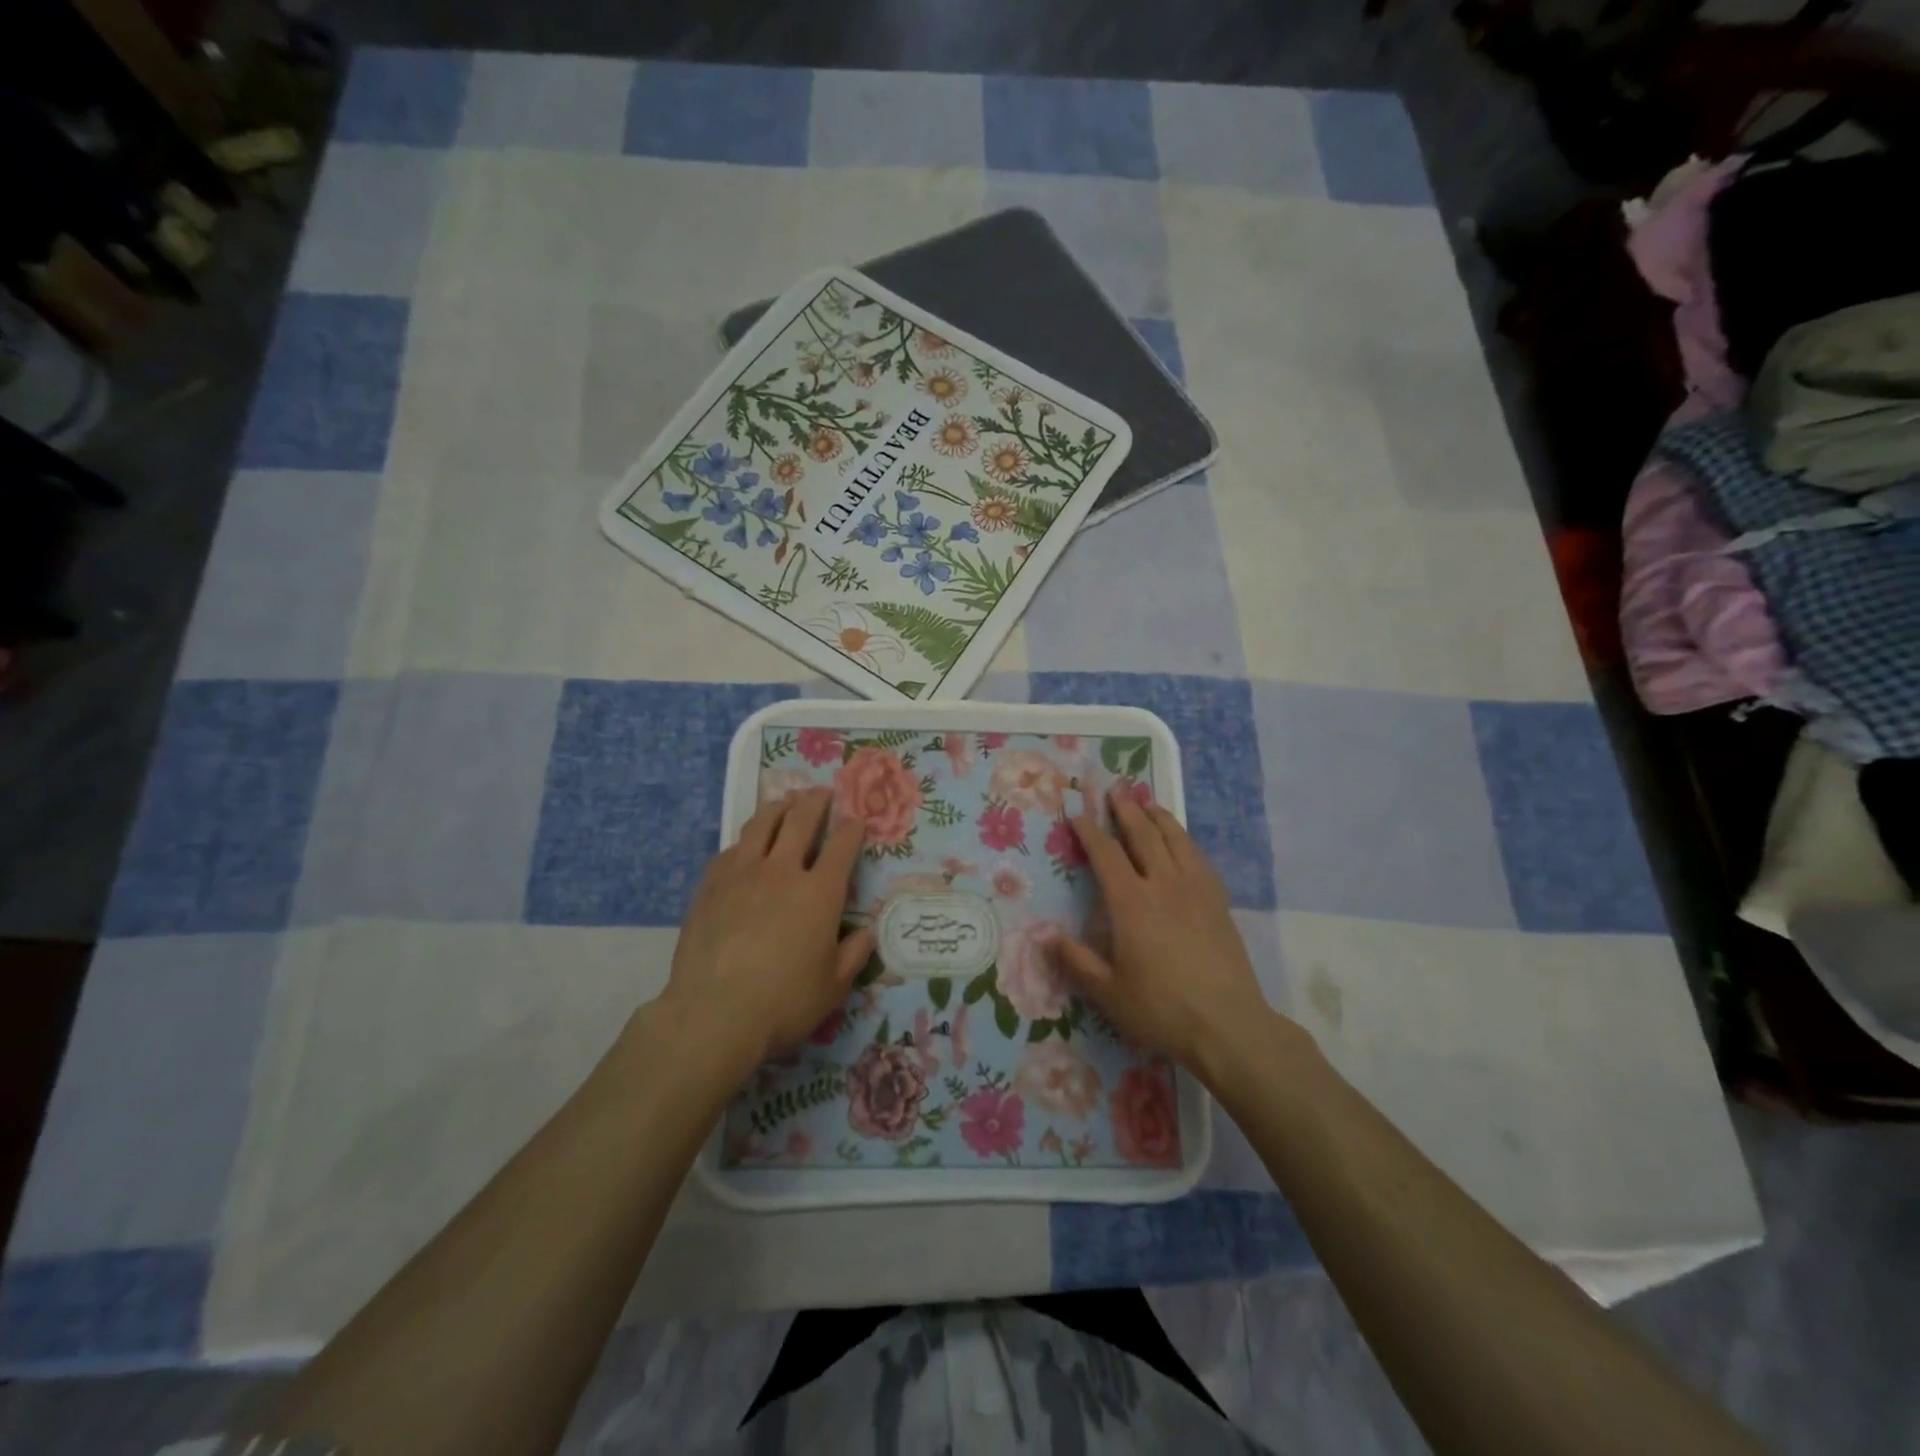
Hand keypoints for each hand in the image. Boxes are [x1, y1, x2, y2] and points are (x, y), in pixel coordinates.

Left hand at [660, 789, 873, 1072]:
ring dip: (779, 808)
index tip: (857, 820)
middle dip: (816, 802)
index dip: (852, 829)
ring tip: (785, 801)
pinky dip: (747, 840)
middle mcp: (782, 871)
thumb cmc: (783, 1002)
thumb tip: (866, 932)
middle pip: (801, 821)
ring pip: (762, 825)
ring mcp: (742, 874)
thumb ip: (854, 954)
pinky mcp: (710, 886)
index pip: (842, 846)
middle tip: (822, 792)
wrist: (713, 1014)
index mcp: (819, 893)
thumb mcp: (834, 987)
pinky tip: (747, 844)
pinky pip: (732, 849)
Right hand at [1051, 792, 1277, 1077]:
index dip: (1090, 831)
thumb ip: (1076, 961)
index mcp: (1132, 903)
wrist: (1229, 1025)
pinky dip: (1185, 840)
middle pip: (1144, 835)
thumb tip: (1045, 936)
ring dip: (1158, 817)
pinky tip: (1182, 842)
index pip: (1106, 855)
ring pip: (1176, 840)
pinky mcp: (1219, 902)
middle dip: (1126, 810)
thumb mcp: (1108, 993)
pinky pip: (1199, 858)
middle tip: (1116, 789)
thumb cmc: (1161, 1009)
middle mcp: (1164, 885)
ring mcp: (1196, 891)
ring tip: (1147, 802)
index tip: (1077, 812)